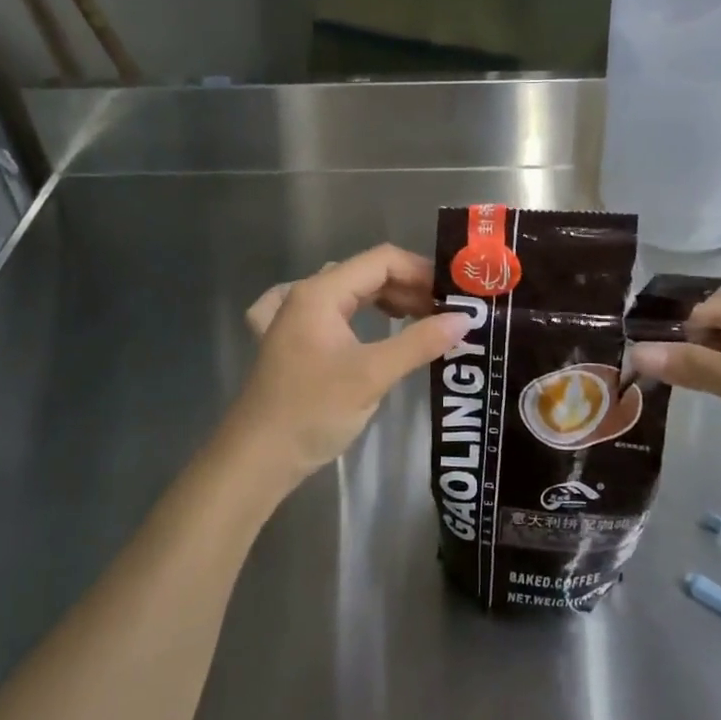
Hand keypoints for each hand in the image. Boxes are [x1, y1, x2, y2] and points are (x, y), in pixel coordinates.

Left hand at [224, 244, 464, 488]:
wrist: (256, 459)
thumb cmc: (313, 410)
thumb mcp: (372, 375)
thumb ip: (419, 342)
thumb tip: (465, 319)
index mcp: (320, 292)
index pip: (381, 260)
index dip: (422, 271)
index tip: (455, 294)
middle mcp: (305, 296)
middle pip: (366, 274)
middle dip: (409, 288)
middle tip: (445, 313)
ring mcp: (295, 319)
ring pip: (351, 293)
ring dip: (388, 302)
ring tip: (422, 321)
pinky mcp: (294, 343)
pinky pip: (333, 313)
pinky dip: (360, 314)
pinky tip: (371, 326)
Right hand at [628, 292, 720, 529]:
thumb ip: (696, 365)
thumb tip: (636, 352)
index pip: (720, 305)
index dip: (678, 319)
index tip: (633, 336)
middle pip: (718, 322)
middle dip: (680, 337)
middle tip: (633, 354)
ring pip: (718, 348)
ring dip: (687, 358)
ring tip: (643, 368)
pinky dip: (701, 375)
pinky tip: (673, 383)